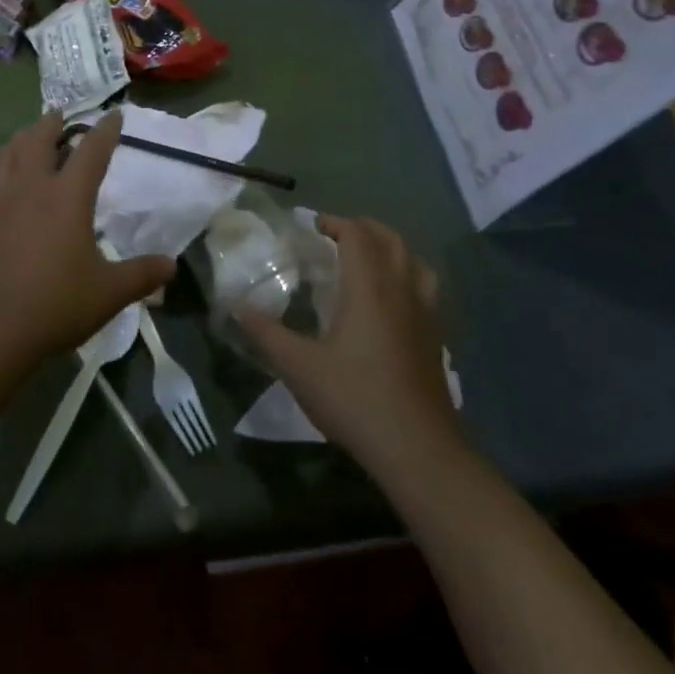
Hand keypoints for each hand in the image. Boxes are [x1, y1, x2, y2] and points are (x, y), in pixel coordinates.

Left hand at [0, 112, 174, 377]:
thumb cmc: (52, 307)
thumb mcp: (107, 294)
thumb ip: (141, 275)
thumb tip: (172, 266)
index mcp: (66, 198)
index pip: (91, 151)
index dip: (105, 130)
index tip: (113, 113)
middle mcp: (28, 188)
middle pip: (38, 140)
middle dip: (52, 123)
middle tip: (60, 114)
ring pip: (7, 154)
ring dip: (22, 139)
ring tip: (29, 137)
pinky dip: (2, 171)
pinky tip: (4, 188)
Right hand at [234, 215, 462, 481]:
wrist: (419, 450)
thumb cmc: (356, 400)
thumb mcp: (299, 368)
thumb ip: (267, 334)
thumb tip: (238, 307)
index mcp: (370, 289)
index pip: (358, 236)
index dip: (335, 223)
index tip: (311, 226)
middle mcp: (402, 292)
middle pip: (391, 240)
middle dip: (363, 228)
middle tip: (335, 236)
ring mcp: (425, 315)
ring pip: (415, 262)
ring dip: (391, 249)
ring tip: (366, 259)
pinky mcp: (436, 339)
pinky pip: (425, 289)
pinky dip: (407, 276)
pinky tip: (391, 301)